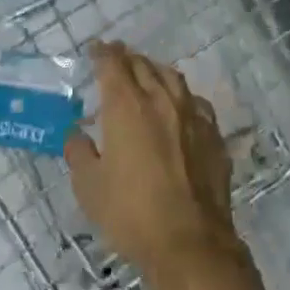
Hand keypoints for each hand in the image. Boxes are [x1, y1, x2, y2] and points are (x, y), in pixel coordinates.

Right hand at [66, 43, 245, 289]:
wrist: (190, 241)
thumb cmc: (131, 213)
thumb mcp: (89, 187)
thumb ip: (79, 153)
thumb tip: (76, 133)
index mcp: (127, 106)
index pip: (113, 65)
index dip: (102, 53)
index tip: (95, 49)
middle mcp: (161, 100)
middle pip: (143, 65)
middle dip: (127, 58)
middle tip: (116, 57)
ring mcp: (192, 115)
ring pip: (172, 78)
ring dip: (155, 70)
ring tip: (146, 73)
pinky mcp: (213, 134)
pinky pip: (195, 102)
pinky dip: (181, 96)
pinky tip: (179, 106)